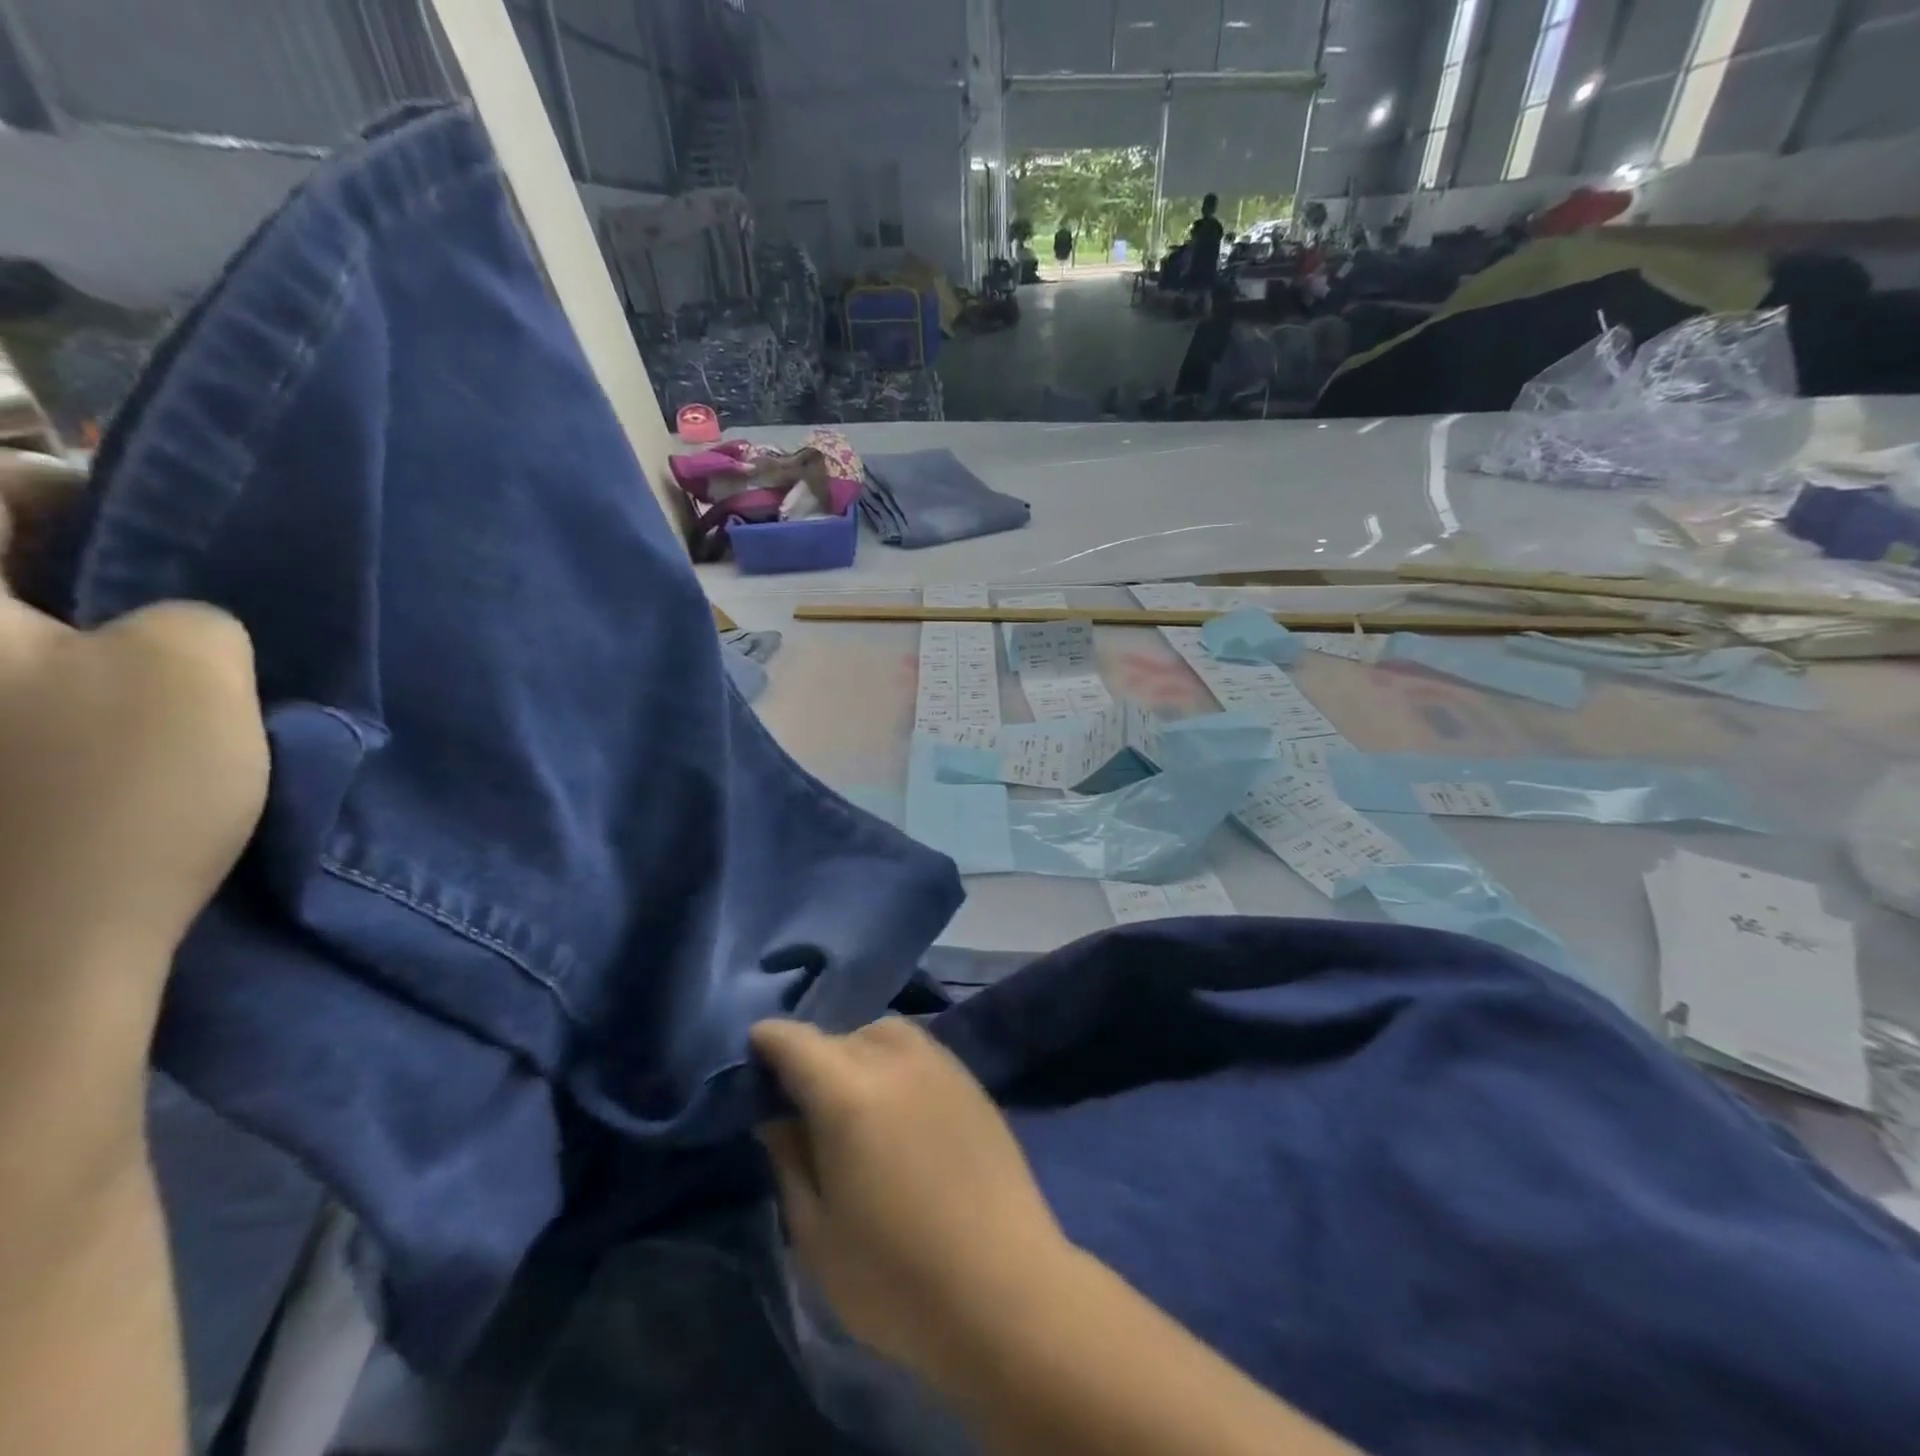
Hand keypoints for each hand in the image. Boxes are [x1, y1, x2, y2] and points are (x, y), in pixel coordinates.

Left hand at [0, 453, 267, 984]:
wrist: (20, 974)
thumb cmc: (106, 799)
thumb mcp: (194, 673)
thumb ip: (194, 612)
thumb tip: (162, 623)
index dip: (87, 492)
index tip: (171, 543)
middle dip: (88, 577)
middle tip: (178, 618)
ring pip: (11, 647)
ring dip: (82, 647)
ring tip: (161, 684)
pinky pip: (14, 706)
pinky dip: (58, 702)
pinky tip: (118, 739)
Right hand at [751, 1017, 1074, 1388]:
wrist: (1004, 1288)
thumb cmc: (896, 1277)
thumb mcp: (816, 1233)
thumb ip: (790, 1160)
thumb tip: (776, 1115)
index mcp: (848, 1093)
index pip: (795, 1040)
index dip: (767, 1042)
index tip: (753, 1058)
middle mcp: (895, 1060)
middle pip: (841, 1034)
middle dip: (813, 1057)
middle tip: (804, 1102)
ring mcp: (940, 1065)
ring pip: (885, 1033)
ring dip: (858, 1051)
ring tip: (855, 1099)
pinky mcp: (971, 1081)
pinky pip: (921, 1049)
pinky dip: (897, 1061)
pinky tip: (900, 1106)